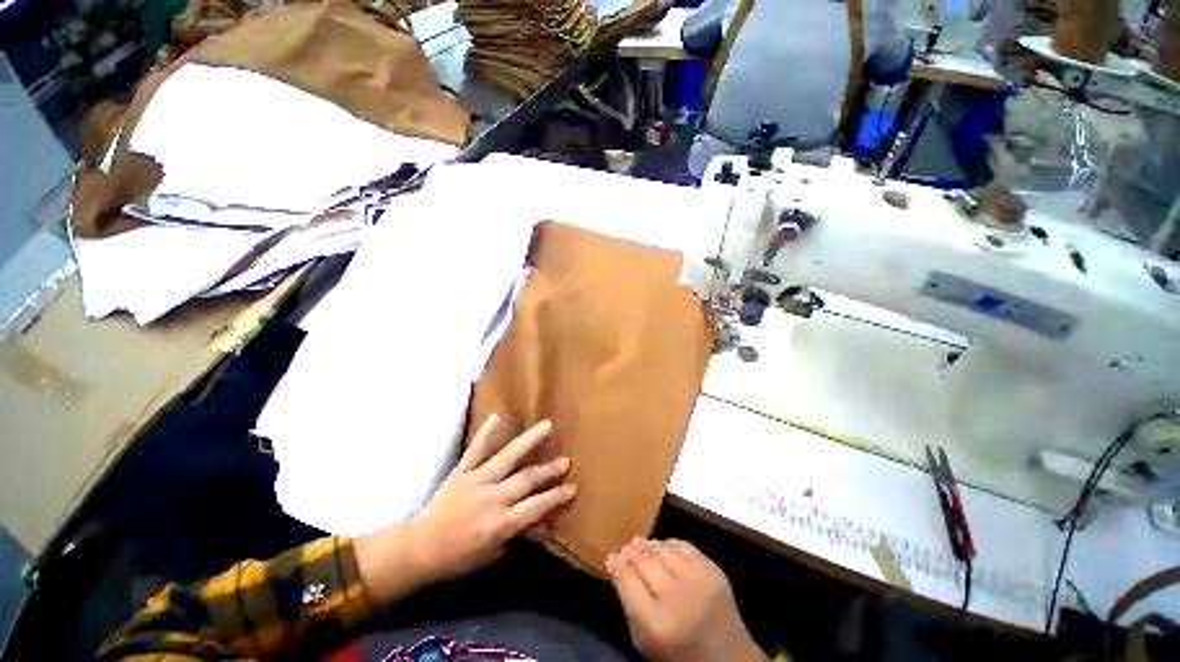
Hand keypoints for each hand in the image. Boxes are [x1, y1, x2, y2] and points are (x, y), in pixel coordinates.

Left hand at [357, 415, 575, 601]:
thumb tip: (539, 526)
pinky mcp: (459, 473)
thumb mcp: (495, 553)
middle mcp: (493, 498)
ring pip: (507, 457)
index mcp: (504, 522)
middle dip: (549, 470)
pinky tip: (498, 418)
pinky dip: (486, 434)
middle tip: (566, 461)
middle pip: (527, 479)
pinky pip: (475, 450)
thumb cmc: (460, 558)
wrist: (423, 546)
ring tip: (546, 426)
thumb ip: (517, 536)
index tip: (572, 488)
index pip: (539, 505)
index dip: (557, 496)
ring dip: (528, 441)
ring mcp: (476, 481)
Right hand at [607, 539, 765, 661]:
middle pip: (646, 562)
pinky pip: (689, 548)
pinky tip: (664, 546)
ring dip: (650, 545)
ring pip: (667, 550)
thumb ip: (630, 606)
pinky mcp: (717, 572)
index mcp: (653, 619)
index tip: (611, 557)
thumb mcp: (641, 639)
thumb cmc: (676, 651)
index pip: (627, 581)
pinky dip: (672, 544)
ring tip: (640, 544)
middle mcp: (677, 595)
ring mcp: (700, 581)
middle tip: (624, 548)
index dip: (617, 565)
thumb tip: (621, 572)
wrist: (723, 654)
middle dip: (631, 552)